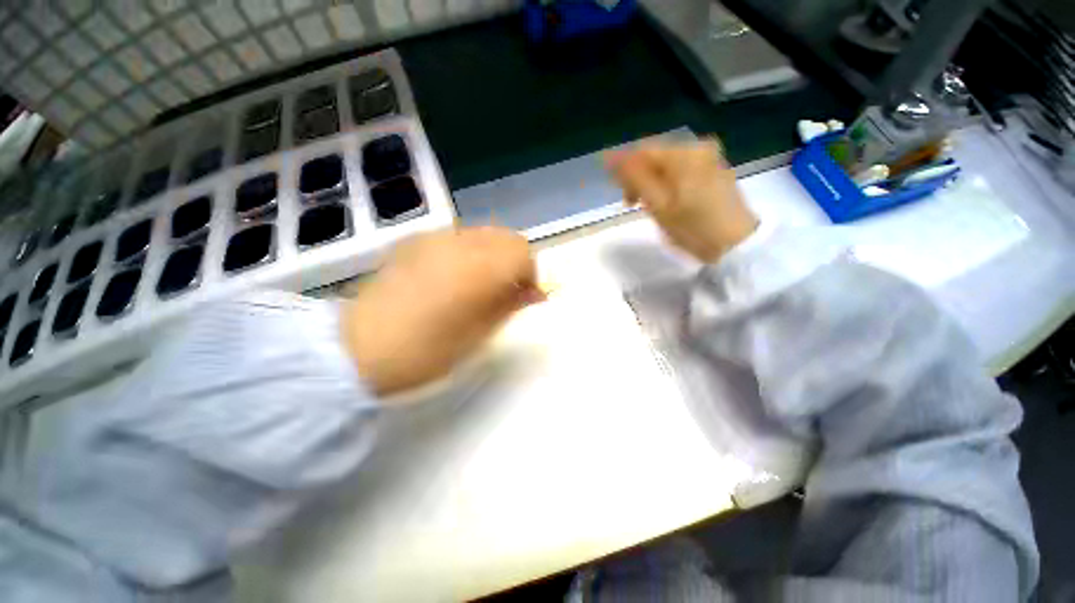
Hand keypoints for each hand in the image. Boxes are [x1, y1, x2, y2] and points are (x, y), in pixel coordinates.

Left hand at [341, 227, 539, 397]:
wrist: (360, 348)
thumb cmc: (428, 350)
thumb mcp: (480, 333)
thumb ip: (511, 305)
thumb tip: (535, 293)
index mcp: (480, 267)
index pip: (523, 252)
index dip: (530, 274)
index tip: (524, 297)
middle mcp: (461, 242)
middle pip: (506, 237)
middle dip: (514, 262)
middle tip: (505, 291)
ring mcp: (435, 237)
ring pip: (482, 234)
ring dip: (492, 255)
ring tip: (478, 284)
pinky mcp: (414, 241)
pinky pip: (456, 237)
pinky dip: (468, 252)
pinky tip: (451, 277)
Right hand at [605, 139, 757, 262]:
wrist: (736, 245)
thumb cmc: (693, 228)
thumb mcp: (658, 205)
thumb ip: (635, 179)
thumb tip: (611, 158)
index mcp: (685, 154)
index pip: (643, 151)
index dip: (624, 170)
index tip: (619, 193)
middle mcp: (699, 148)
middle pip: (657, 157)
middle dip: (640, 178)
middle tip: (632, 204)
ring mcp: (710, 159)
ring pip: (668, 165)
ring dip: (653, 183)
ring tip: (649, 207)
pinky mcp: (716, 172)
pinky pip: (682, 171)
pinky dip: (669, 184)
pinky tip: (668, 202)